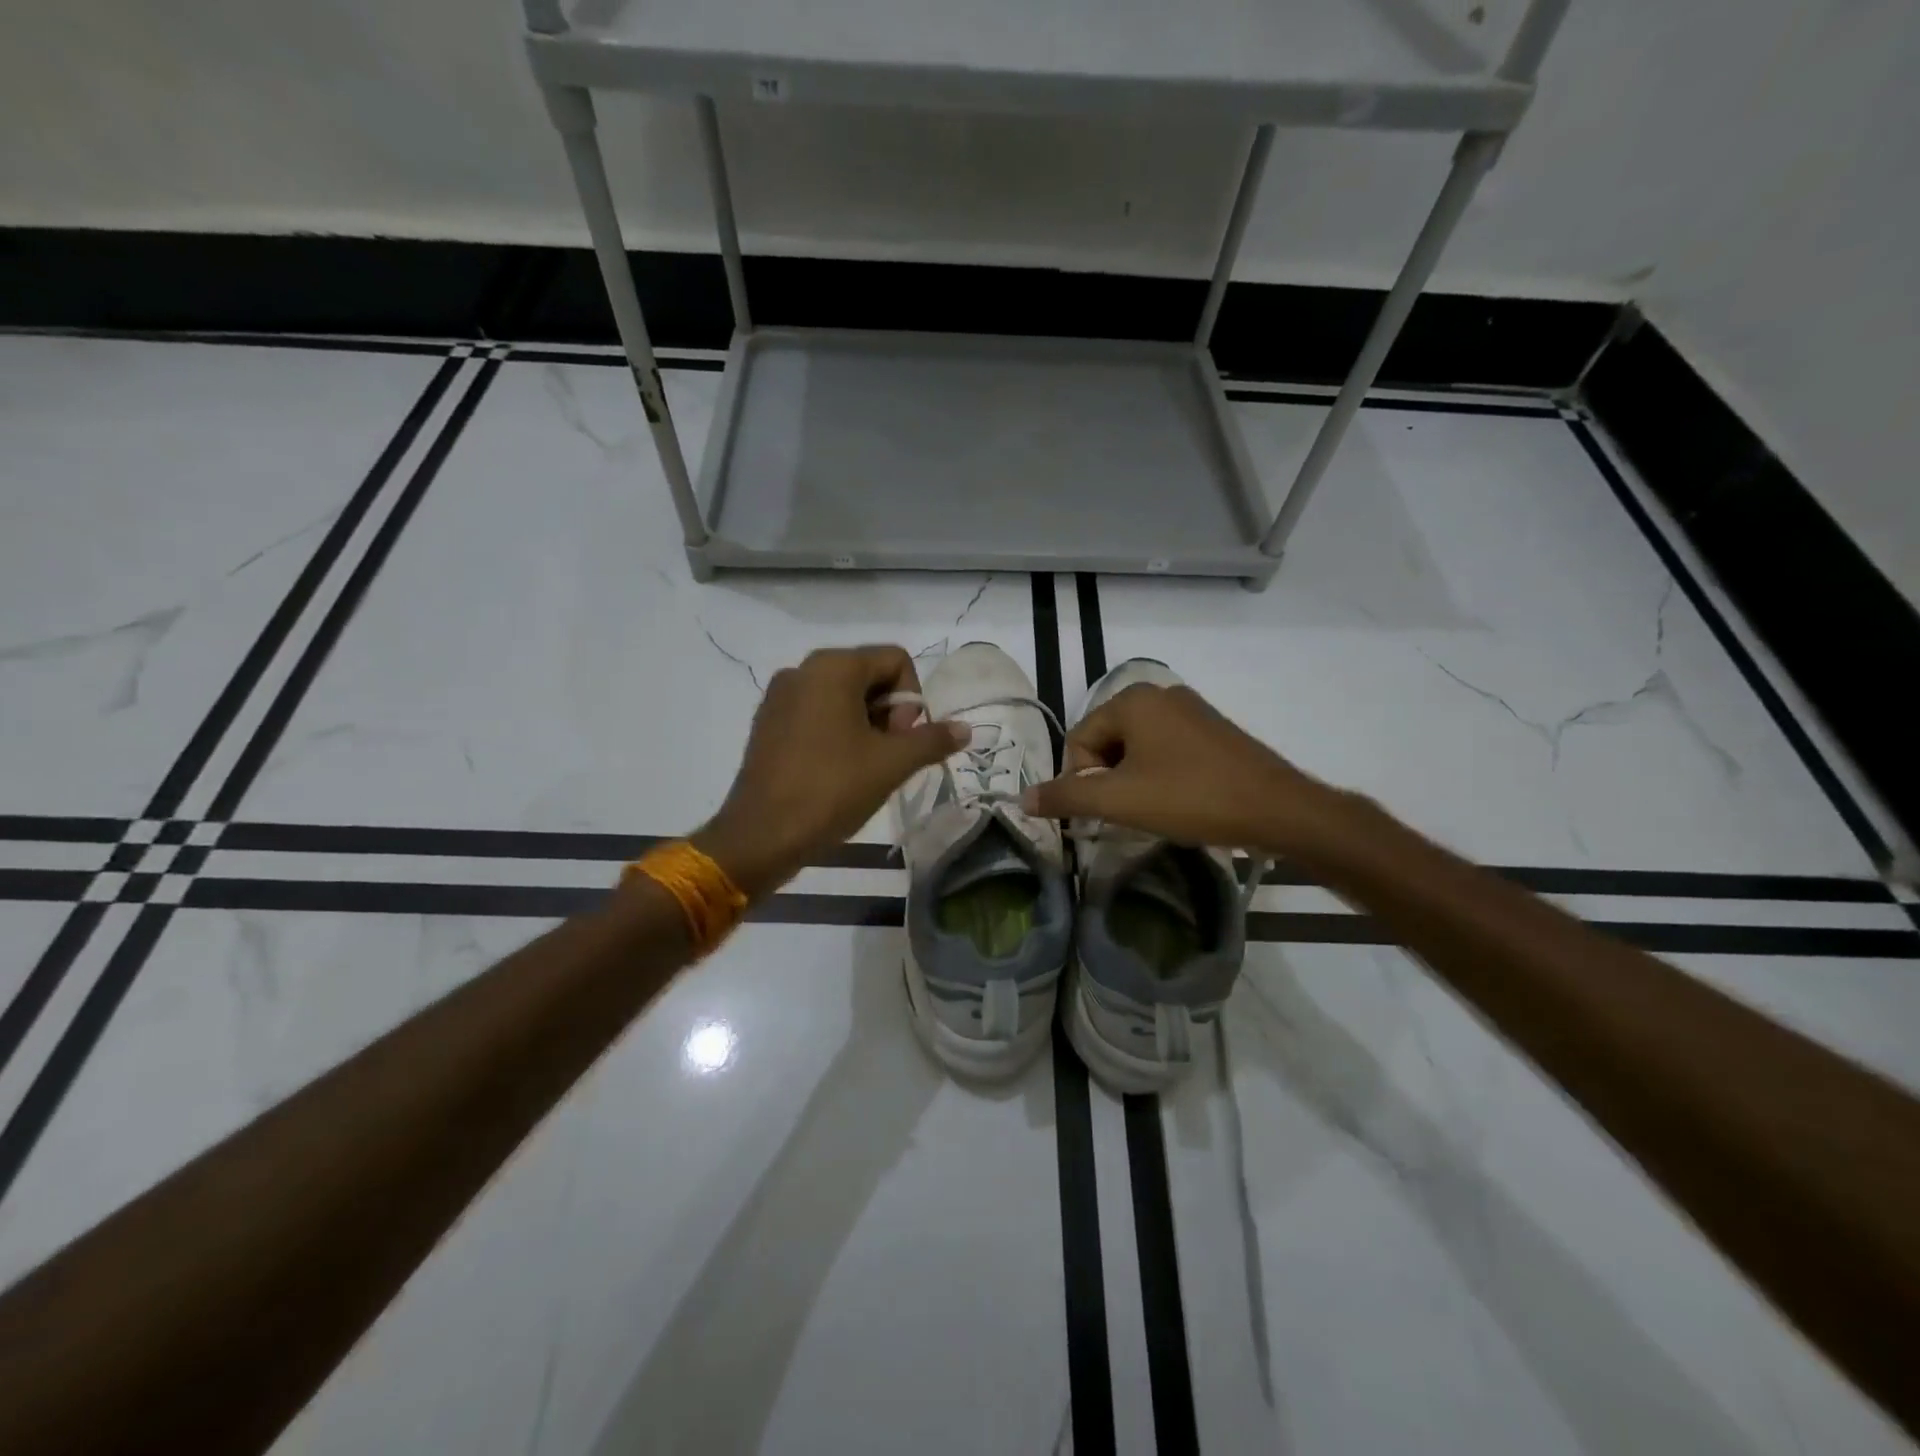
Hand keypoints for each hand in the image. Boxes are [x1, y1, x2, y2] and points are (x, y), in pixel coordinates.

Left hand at [693, 645, 965, 898]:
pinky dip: (837, 733)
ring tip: (864, 767)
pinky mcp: (767, 723)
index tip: (902, 739)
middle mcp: (803, 670)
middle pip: (868, 675)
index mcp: (833, 666)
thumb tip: (965, 728)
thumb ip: (932, 740)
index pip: (896, 659)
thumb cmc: (831, 789)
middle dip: (889, 713)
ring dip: (866, 725)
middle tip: (888, 756)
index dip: (911, 699)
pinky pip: (816, 713)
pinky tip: (837, 771)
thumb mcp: (891, 764)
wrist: (762, 836)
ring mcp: (780, 696)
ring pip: (842, 696)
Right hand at [1020, 682, 1348, 854]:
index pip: (1079, 740)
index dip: (1082, 780)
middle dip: (1108, 780)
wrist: (1277, 809)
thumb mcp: (1120, 801)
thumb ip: (1066, 797)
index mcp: (1132, 699)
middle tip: (1130, 813)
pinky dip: (1160, 775)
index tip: (1105, 812)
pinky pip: (1166, 750)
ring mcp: (1190, 709)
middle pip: (1106, 741)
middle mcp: (1159, 694)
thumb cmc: (1190, 798)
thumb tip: (1021, 798)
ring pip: (1136, 749)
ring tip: (1155, 810)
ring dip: (1133, 781)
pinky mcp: (1212, 730)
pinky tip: (1178, 800)